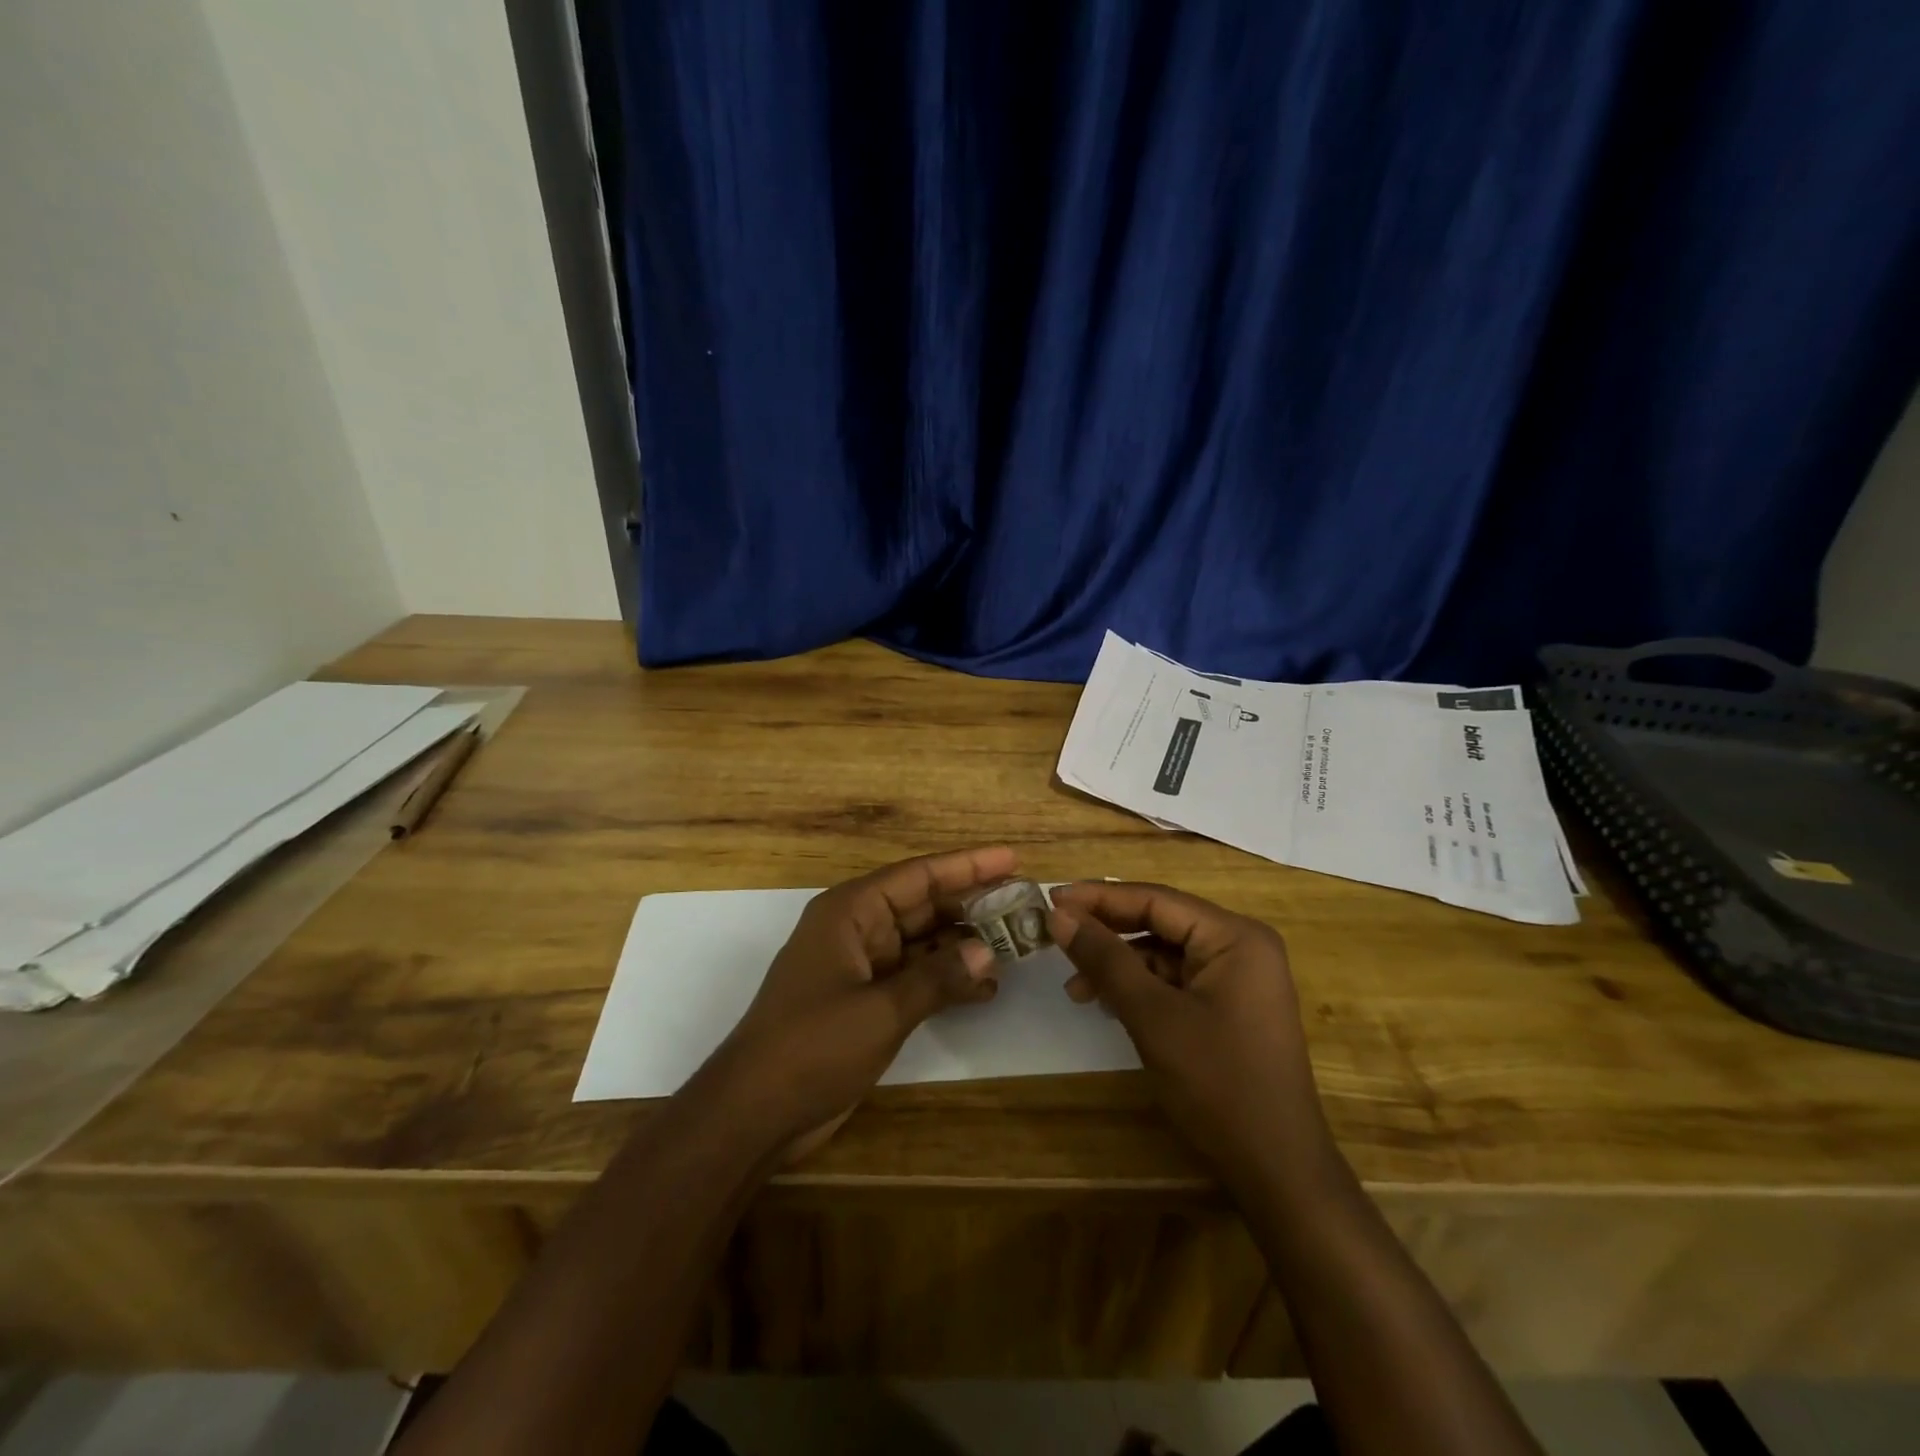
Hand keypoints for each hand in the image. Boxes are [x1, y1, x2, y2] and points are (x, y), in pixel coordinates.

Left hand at [707, 846, 1012, 1162]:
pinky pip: (915, 977)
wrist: (755, 1112)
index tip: (1012, 858)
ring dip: (964, 945)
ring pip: (923, 942)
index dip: (968, 865)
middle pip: (924, 906)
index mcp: (850, 912)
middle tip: (1024, 904)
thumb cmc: (812, 1046)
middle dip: (972, 906)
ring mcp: (861, 966)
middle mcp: (857, 929)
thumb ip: (937, 978)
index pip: (918, 875)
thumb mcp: (880, 1010)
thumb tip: (988, 951)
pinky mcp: (865, 1001)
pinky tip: (985, 988)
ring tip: (1015, 946)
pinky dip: (946, 980)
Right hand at [1048, 882, 1328, 1184]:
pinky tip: (1108, 1004)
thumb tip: (1058, 915)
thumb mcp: (1152, 1016)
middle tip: (1056, 938)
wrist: (1276, 1169)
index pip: (1155, 899)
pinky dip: (1140, 987)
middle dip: (1107, 932)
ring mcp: (1238, 977)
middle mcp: (1241, 945)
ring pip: (1164, 952)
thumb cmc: (1217, 1084)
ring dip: (1119, 964)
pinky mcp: (1230, 1006)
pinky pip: (1176, 979)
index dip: (1099, 897)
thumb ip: (1105, 959)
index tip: (1051, 900)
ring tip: (1076, 988)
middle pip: (1160, 922)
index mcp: (1234, 936)